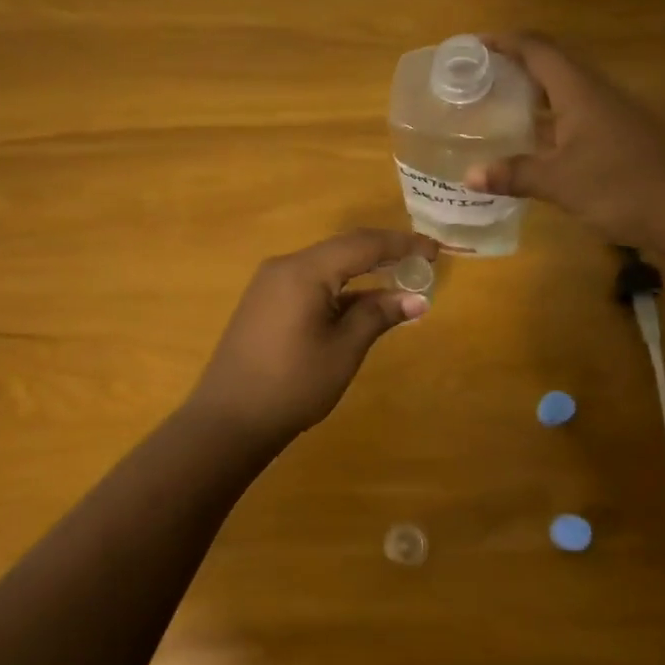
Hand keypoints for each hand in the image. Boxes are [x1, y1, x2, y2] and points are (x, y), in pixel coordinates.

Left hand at [183, 229, 437, 452]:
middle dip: (384, 254)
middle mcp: (284, 267)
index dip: (402, 244)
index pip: (363, 244)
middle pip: (343, 249)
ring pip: (326, 266)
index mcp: (304, 271)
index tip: (435, 251)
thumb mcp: (343, 350)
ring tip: (399, 283)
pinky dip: (339, 288)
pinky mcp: (264, 303)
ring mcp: (270, 284)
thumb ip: (378, 316)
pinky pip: (309, 282)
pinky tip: (360, 304)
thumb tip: (417, 299)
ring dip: (362, 273)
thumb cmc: (293, 384)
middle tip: (422, 263)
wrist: (228, 419)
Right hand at [464, 32, 664, 246]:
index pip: (538, 49)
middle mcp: (596, 94)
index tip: (473, 45)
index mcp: (580, 91)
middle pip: (551, 64)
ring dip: (531, 92)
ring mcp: (611, 115)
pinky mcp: (619, 137)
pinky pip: (575, 115)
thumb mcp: (560, 183)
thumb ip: (515, 174)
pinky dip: (548, 118)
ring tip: (496, 104)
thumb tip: (469, 176)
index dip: (505, 41)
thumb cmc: (621, 187)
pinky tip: (531, 140)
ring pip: (564, 91)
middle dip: (514, 65)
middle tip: (477, 77)